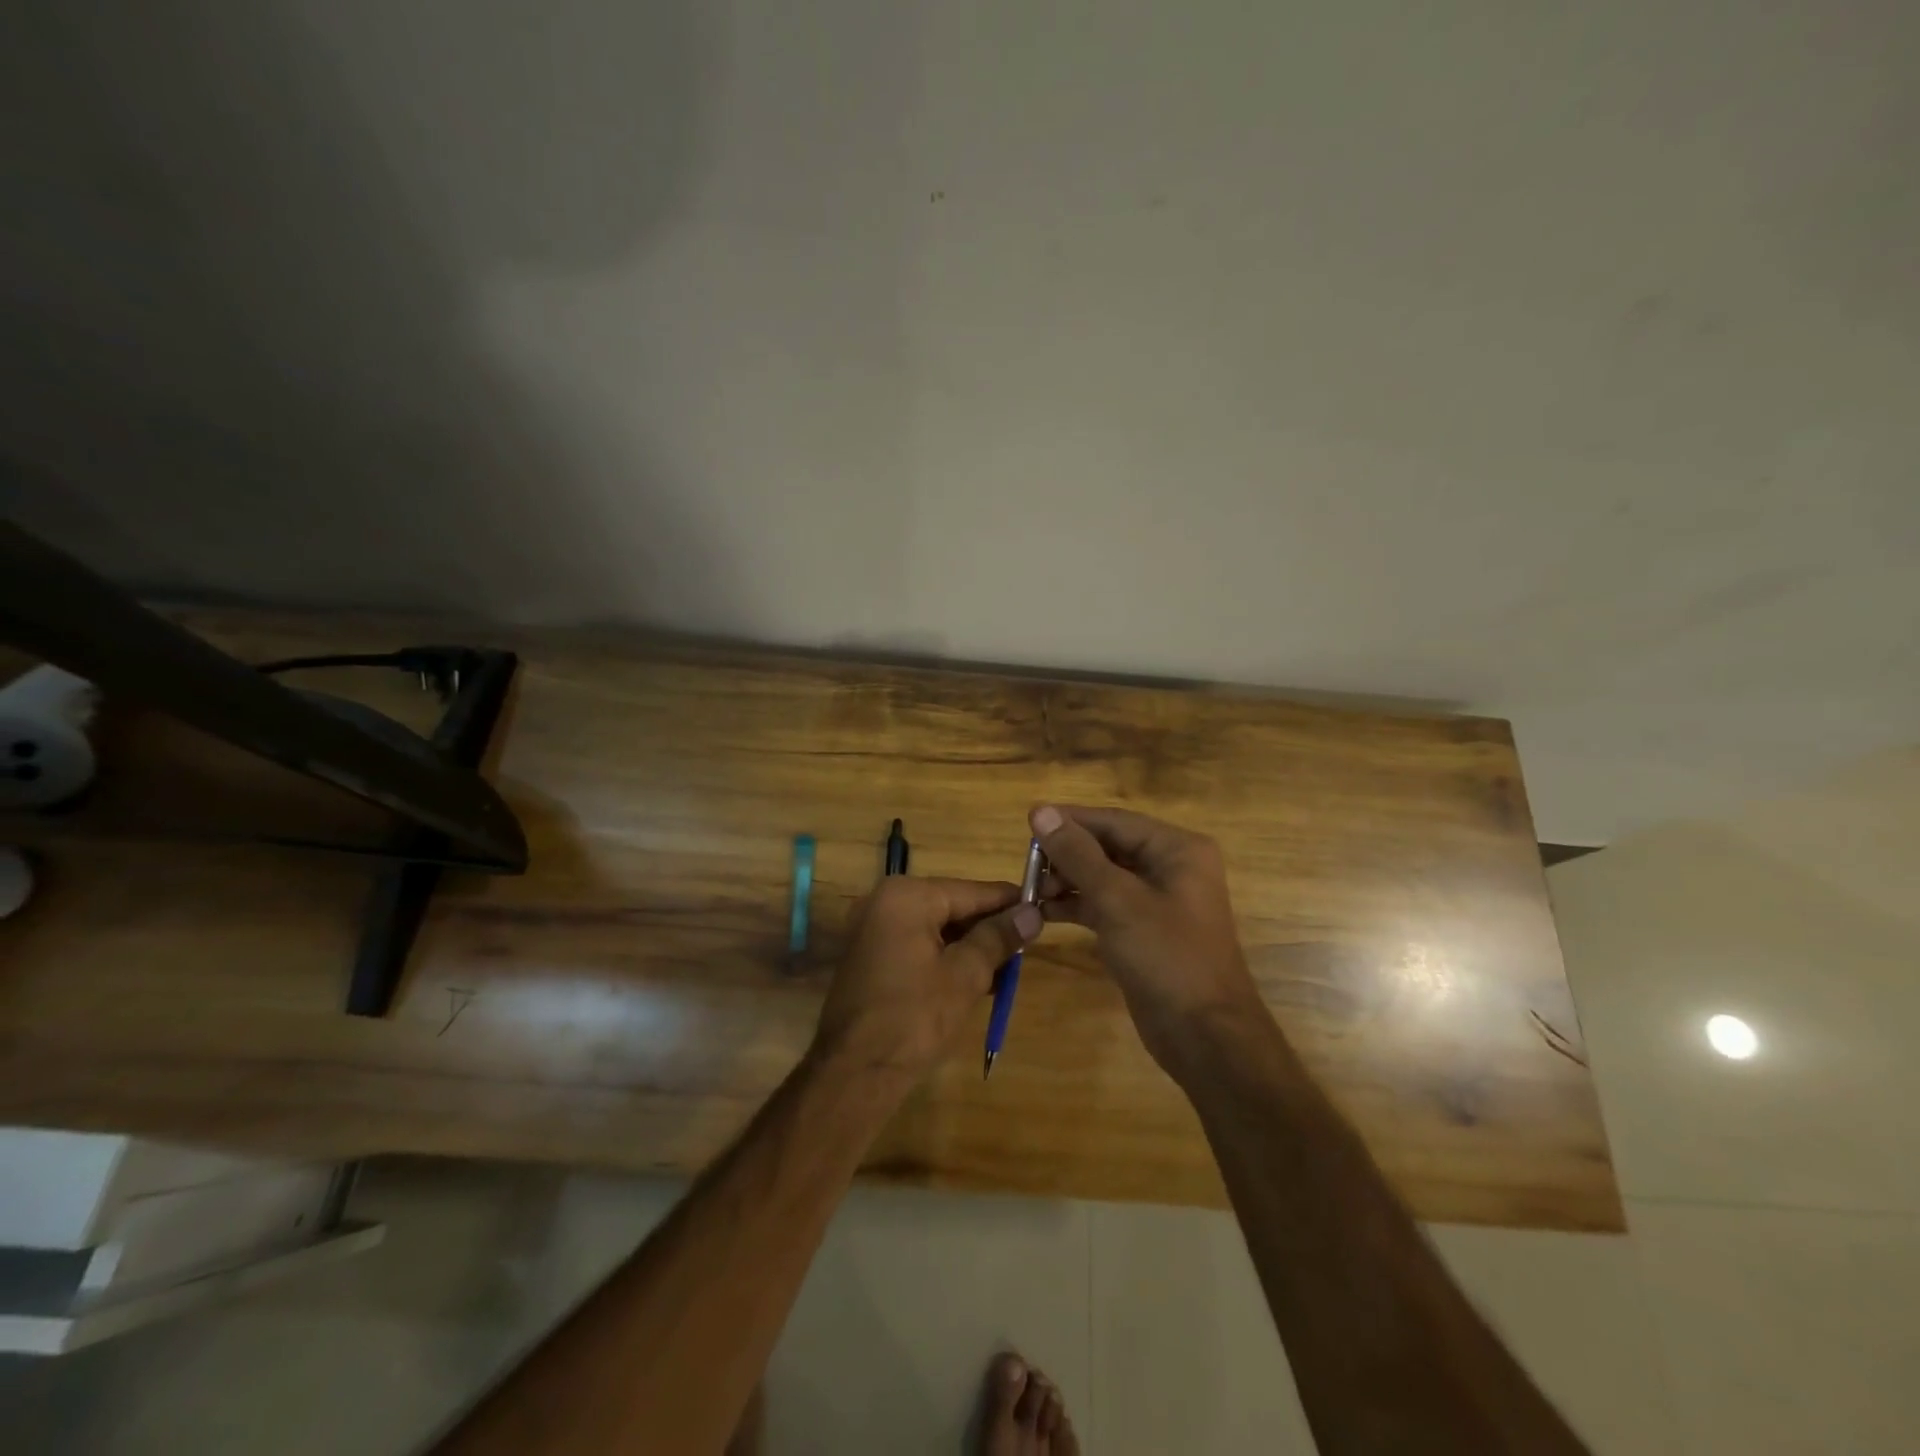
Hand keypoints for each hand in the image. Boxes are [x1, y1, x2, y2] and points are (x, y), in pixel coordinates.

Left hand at [812, 876, 1042, 1089]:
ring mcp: (874, 928)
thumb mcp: (966, 975)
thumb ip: (999, 937)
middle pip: (953, 907)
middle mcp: (885, 901)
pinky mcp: (871, 955)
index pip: (971, 891)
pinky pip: (919, 944)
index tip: (1044, 907)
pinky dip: (946, 958)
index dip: (1010, 902)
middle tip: (1028, 946)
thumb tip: (1033, 914)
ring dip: (971, 947)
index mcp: (907, 896)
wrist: (855, 1071)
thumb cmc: (914, 1016)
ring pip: (937, 928)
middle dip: (990, 928)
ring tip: (1008, 969)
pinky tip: (977, 980)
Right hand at [1030, 805, 1266, 1076]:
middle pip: (1108, 847)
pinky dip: (1076, 906)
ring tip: (1031, 891)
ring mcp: (1157, 901)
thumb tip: (1041, 811)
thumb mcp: (1117, 900)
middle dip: (1066, 855)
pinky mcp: (1143, 930)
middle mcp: (1170, 867)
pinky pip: (1105, 905)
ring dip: (1067, 881)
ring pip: (1103, 877)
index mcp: (1176, 849)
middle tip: (1026, 866)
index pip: (1114, 821)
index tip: (1027, 822)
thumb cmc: (1166, 957)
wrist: (1204, 1036)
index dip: (1070, 820)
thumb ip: (1077, 853)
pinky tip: (1043, 911)